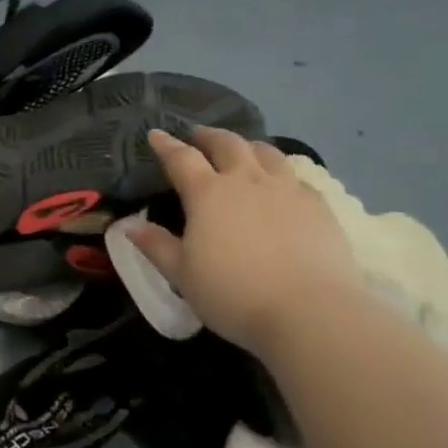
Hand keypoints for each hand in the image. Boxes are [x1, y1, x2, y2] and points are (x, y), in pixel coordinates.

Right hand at [129, 128, 363, 352]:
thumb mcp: (182, 275)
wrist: (309, 313)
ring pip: (266, 152)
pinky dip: (280, 172)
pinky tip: (281, 184)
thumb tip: (128, 226)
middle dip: (208, 136)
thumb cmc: (233, 294)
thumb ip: (155, 246)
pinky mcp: (319, 206)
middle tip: (198, 136)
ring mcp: (287, 190)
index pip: (181, 158)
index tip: (156, 134)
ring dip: (247, 146)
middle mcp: (247, 181)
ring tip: (241, 150)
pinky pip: (296, 176)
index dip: (166, 144)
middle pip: (227, 144)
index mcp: (208, 194)